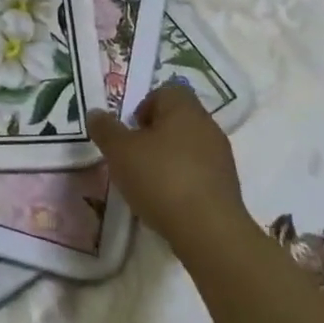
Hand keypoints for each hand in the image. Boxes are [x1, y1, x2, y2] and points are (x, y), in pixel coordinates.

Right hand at [87, 83, 246, 248]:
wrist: (209, 231)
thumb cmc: (161, 179)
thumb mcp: (120, 151)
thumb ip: (105, 129)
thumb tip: (96, 113)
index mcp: (184, 108)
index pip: (165, 91)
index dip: (144, 106)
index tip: (130, 131)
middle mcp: (207, 126)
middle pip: (177, 119)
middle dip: (154, 134)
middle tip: (134, 156)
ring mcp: (221, 156)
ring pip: (189, 146)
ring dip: (169, 158)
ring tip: (148, 183)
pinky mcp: (227, 185)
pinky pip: (199, 172)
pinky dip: (183, 180)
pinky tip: (168, 201)